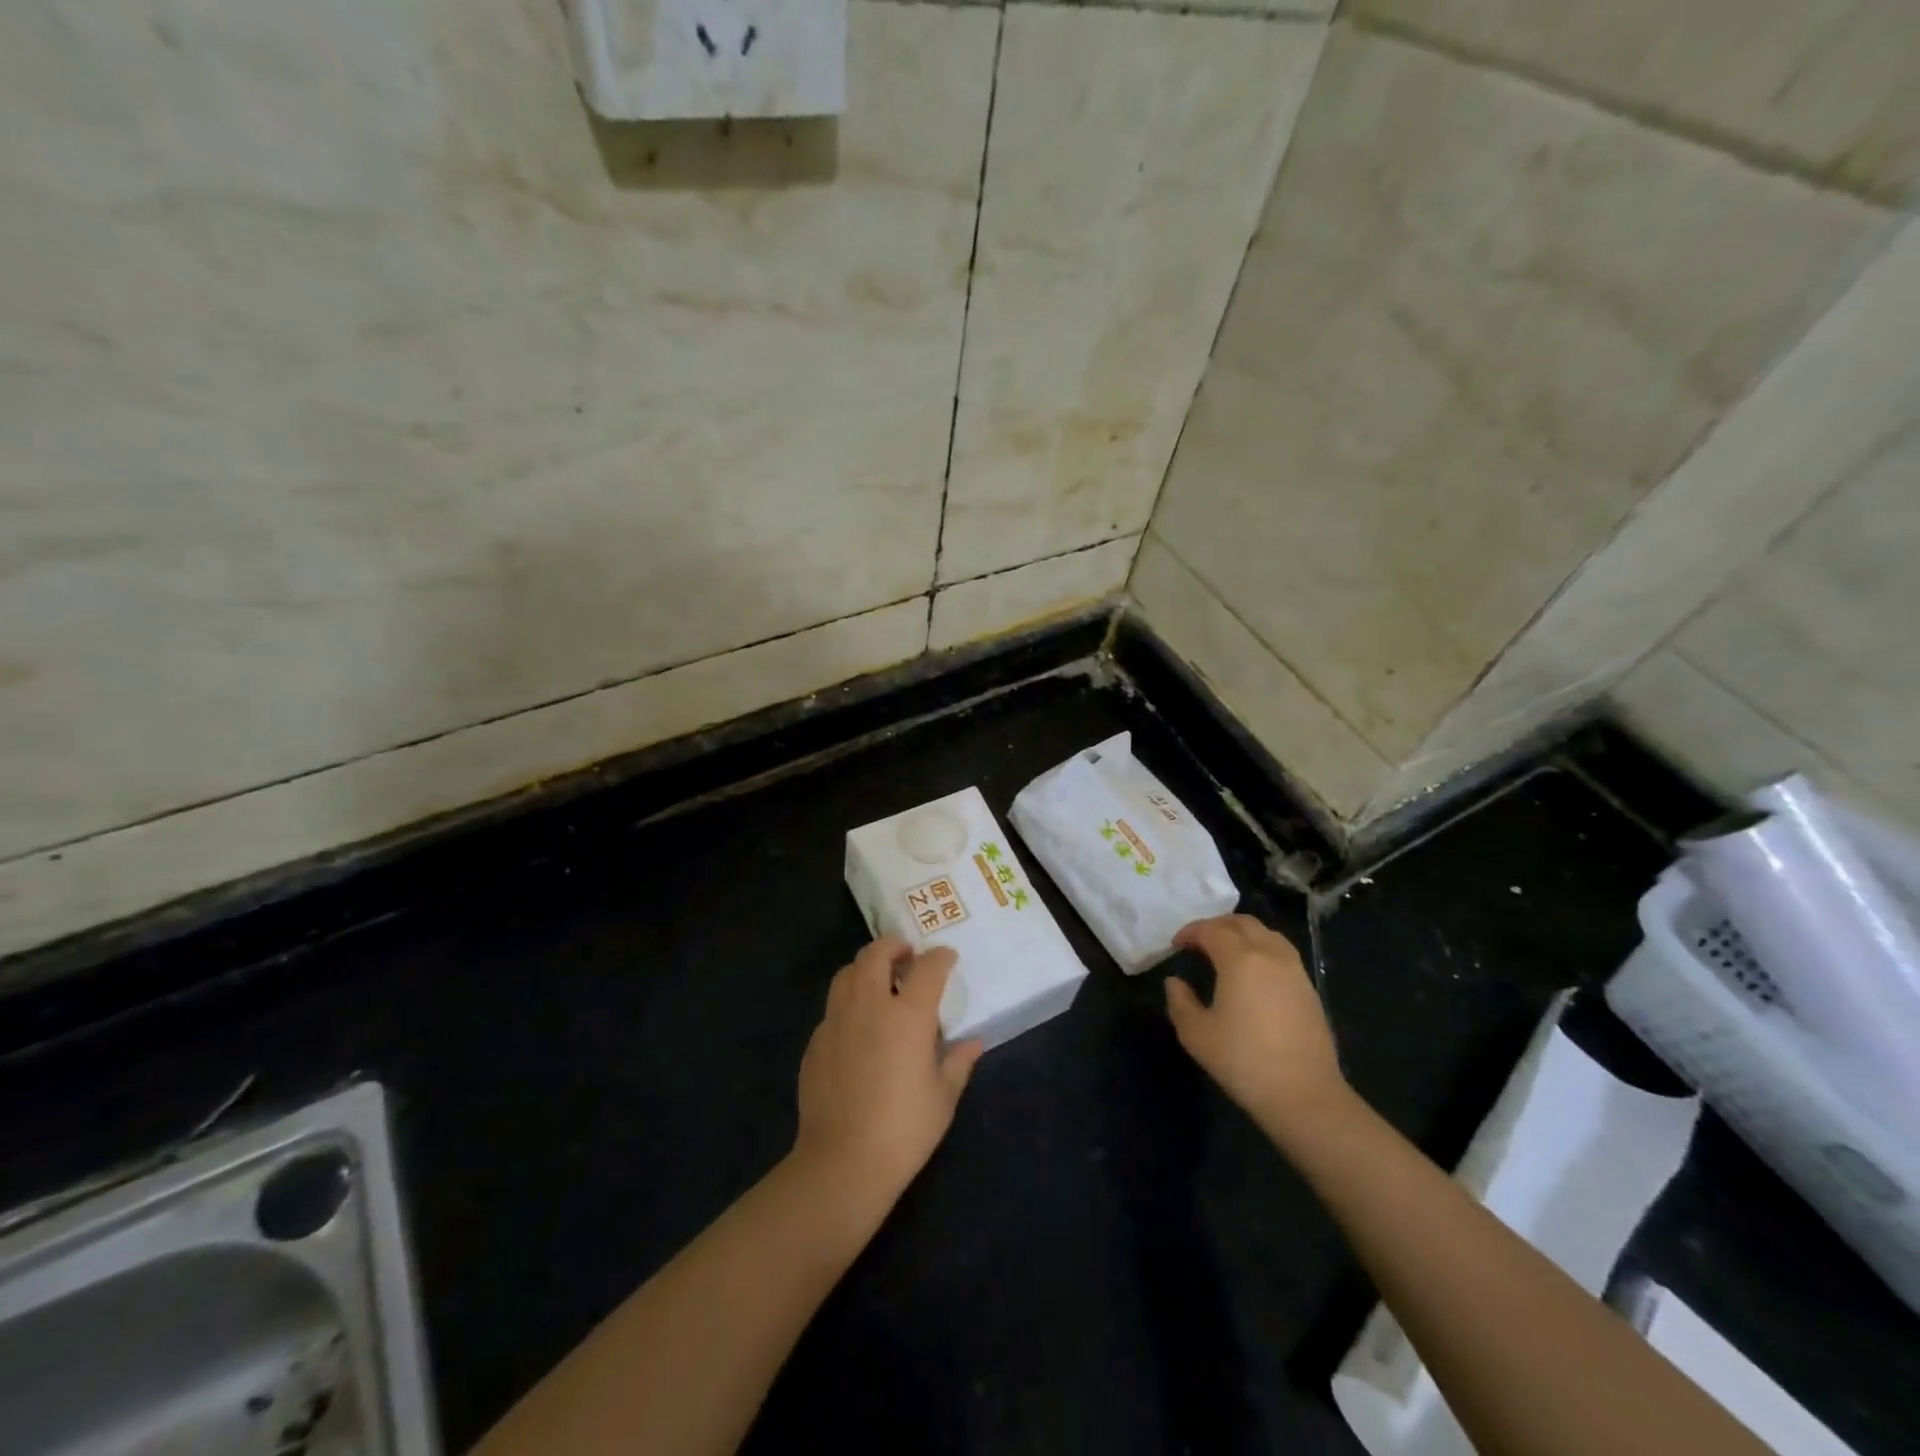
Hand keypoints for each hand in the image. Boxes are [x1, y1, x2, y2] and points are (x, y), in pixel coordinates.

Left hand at [793, 937, 982, 1203]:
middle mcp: (869, 1006)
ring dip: (866, 967)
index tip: (947, 957)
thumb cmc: (904, 1130)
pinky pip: (833, 1008)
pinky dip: (849, 1003)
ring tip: (880, 981)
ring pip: (847, 973)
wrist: (842, 1162)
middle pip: (875, 954)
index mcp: (907, 1016)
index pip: (927, 968)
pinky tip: (858, 1028)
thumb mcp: (943, 1098)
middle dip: (893, 946)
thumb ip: (958, 1062)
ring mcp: (836, 1021)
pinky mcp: (816, 1042)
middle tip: (907, 955)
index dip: (940, 957)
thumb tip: (973, 1042)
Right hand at [1165, 915, 1349, 1139]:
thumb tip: (1175, 982)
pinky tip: (1253, 974)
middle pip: (1243, 923)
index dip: (1190, 932)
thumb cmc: (1243, 1061)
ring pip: (1267, 934)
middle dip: (1217, 926)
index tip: (1176, 945)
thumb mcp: (1196, 1034)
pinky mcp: (1309, 990)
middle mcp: (1270, 955)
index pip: (1211, 930)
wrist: (1304, 1096)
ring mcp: (1295, 971)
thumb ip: (1180, 1001)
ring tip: (1226, 952)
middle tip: (1199, 942)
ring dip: (1243, 934)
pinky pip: (1282, 953)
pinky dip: (1262, 950)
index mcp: (1241, 959)